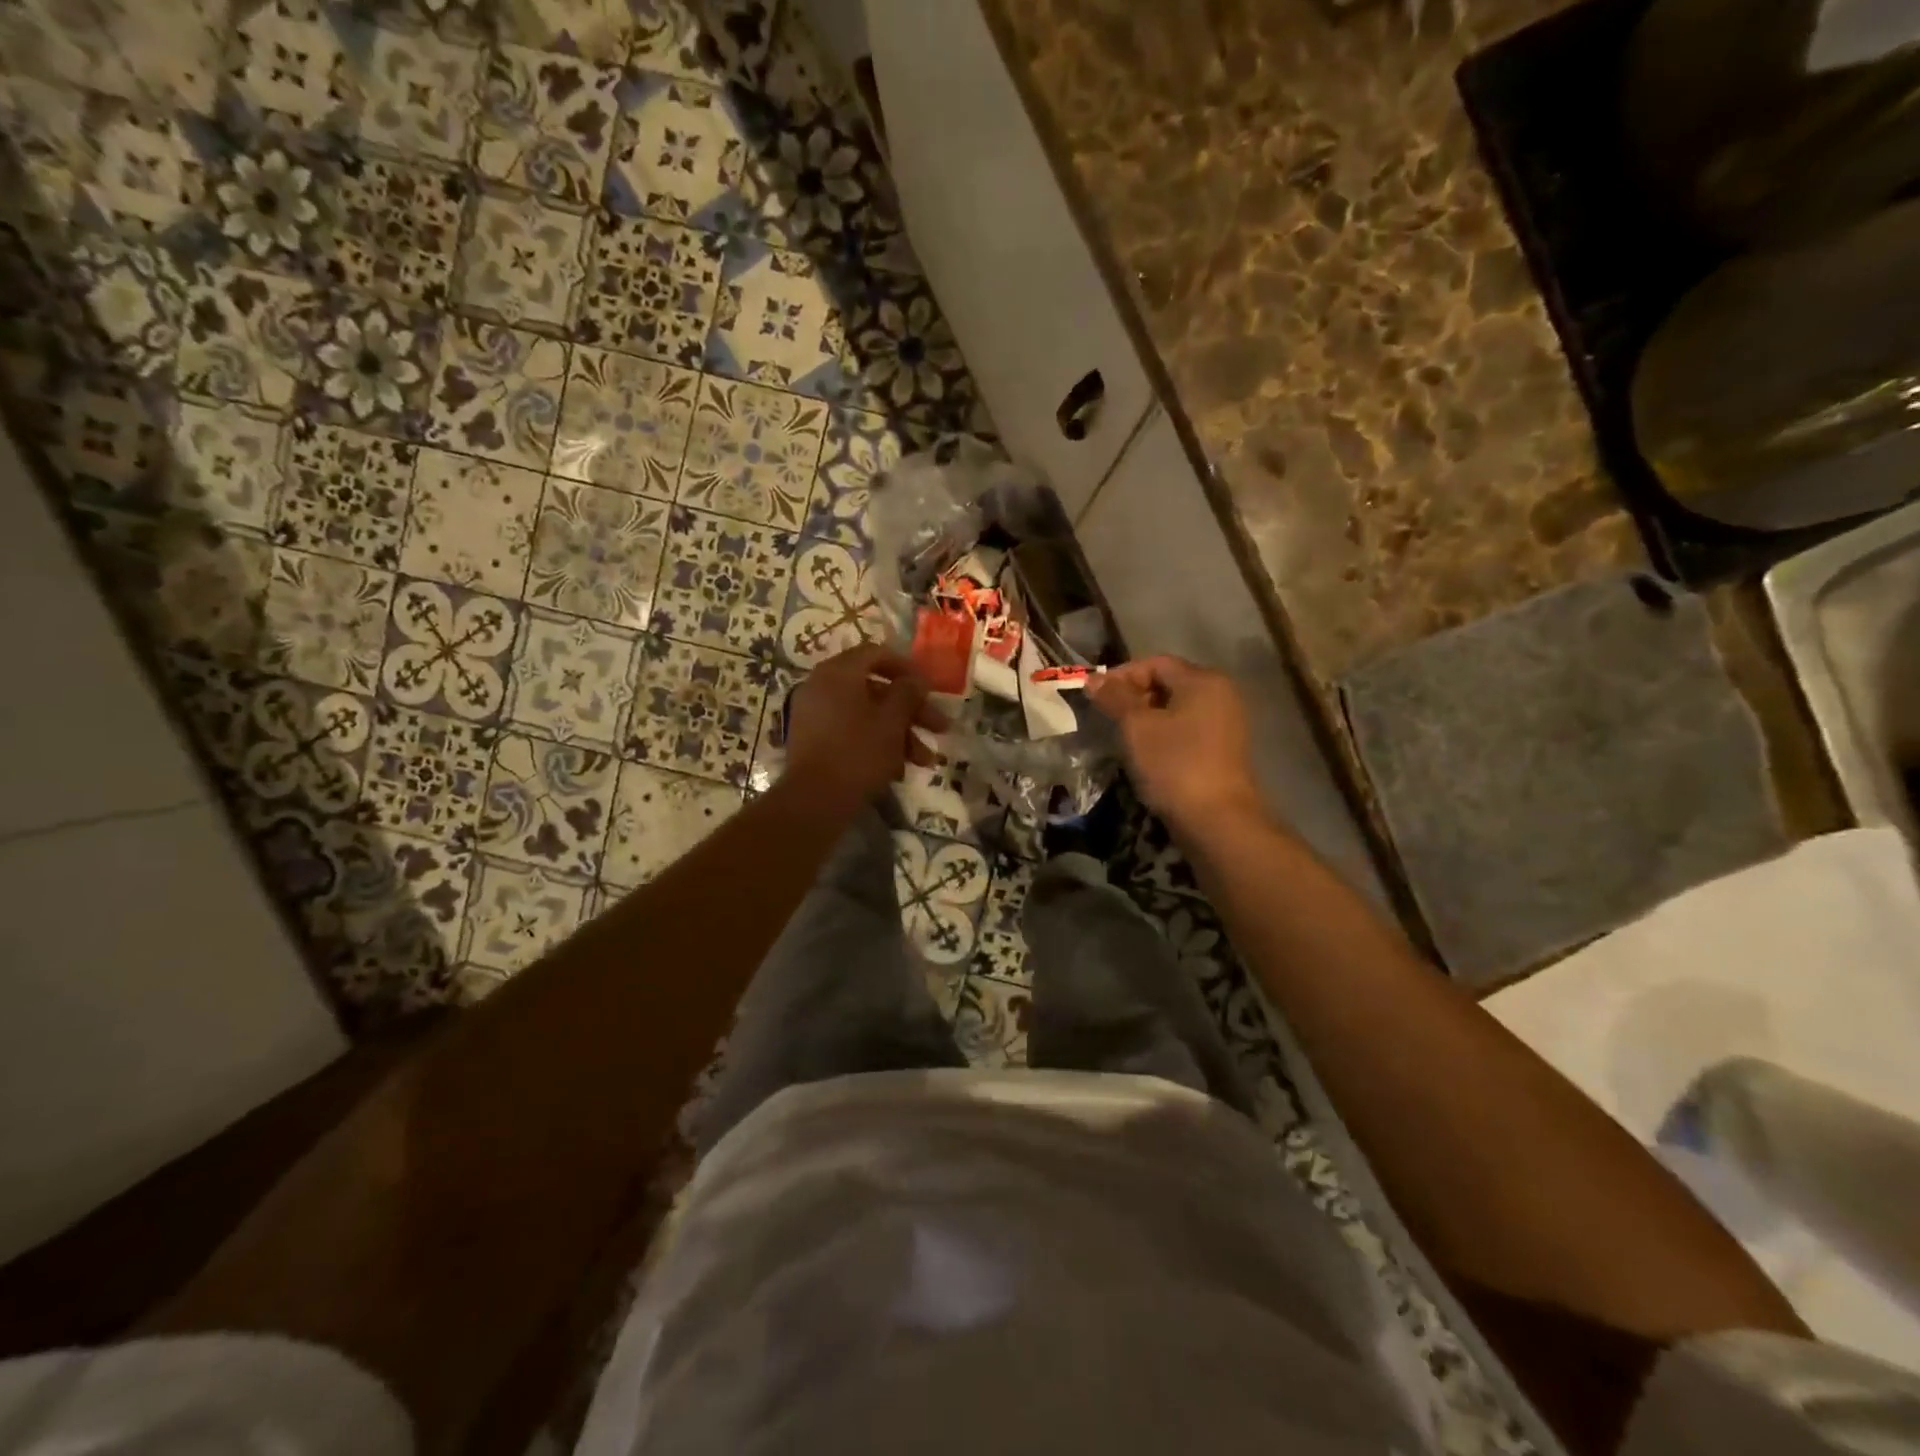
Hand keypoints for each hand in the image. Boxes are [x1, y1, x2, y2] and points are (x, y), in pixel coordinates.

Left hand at [785, 643, 944, 811]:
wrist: (814, 800)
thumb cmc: (858, 753)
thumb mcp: (892, 722)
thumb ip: (907, 694)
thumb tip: (916, 680)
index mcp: (838, 673)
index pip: (876, 653)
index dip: (907, 667)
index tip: (930, 687)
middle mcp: (822, 686)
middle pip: (875, 688)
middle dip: (911, 710)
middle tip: (940, 728)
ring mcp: (814, 714)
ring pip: (866, 714)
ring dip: (899, 733)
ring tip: (925, 761)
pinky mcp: (813, 741)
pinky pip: (850, 731)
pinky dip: (875, 743)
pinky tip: (898, 770)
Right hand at [1090, 656, 1264, 833]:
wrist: (1217, 821)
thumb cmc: (1174, 765)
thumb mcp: (1137, 727)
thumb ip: (1115, 698)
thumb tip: (1093, 678)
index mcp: (1203, 681)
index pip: (1156, 663)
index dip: (1122, 675)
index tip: (1095, 696)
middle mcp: (1221, 695)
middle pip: (1168, 683)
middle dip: (1133, 696)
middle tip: (1106, 716)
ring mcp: (1226, 725)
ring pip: (1176, 709)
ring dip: (1146, 718)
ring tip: (1121, 736)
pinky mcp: (1223, 751)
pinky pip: (1187, 731)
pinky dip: (1163, 735)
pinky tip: (1145, 755)